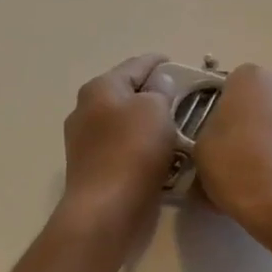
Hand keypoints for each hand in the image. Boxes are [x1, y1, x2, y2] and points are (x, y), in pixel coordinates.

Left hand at [55, 53, 176, 245]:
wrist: (106, 209)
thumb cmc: (133, 150)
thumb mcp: (156, 108)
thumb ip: (161, 89)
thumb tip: (160, 84)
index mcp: (100, 88)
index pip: (136, 65)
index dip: (159, 62)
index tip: (180, 64)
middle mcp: (86, 109)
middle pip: (127, 92)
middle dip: (154, 92)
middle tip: (185, 98)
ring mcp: (86, 141)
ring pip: (126, 121)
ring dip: (149, 121)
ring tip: (179, 126)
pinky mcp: (94, 168)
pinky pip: (124, 146)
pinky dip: (142, 145)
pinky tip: (162, 153)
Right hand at [192, 64, 271, 232]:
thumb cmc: (237, 165)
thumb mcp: (201, 147)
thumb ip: (210, 130)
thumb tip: (220, 136)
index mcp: (251, 76)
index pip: (228, 86)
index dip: (219, 111)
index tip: (213, 136)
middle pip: (259, 99)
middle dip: (248, 120)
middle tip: (232, 153)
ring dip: (269, 136)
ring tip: (254, 171)